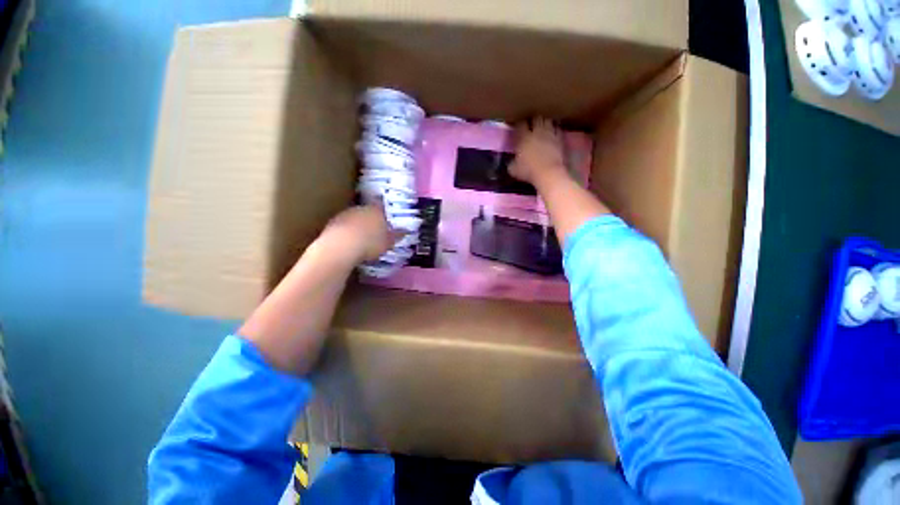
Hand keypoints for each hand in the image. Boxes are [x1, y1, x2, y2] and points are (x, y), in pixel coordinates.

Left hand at [321, 205, 394, 263]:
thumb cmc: (370, 243)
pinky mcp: (332, 223)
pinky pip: (343, 225)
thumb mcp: (388, 242)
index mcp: (376, 210)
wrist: (341, 247)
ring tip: (361, 237)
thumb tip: (406, 231)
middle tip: (375, 229)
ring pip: (354, 217)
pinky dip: (347, 231)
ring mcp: (345, 214)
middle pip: (366, 210)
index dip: (383, 209)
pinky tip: (349, 242)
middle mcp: (360, 208)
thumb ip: (397, 235)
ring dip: (357, 224)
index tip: (385, 214)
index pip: (381, 204)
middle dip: (370, 218)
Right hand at [509, 117, 567, 187]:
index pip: (520, 124)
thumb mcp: (513, 170)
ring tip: (543, 127)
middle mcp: (537, 132)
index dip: (519, 125)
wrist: (548, 173)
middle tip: (531, 124)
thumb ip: (511, 163)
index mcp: (524, 137)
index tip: (518, 127)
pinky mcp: (560, 139)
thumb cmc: (529, 171)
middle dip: (533, 120)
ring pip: (548, 121)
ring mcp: (550, 134)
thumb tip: (511, 161)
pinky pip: (557, 129)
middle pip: (536, 118)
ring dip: (545, 122)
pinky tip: (553, 133)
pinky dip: (555, 129)